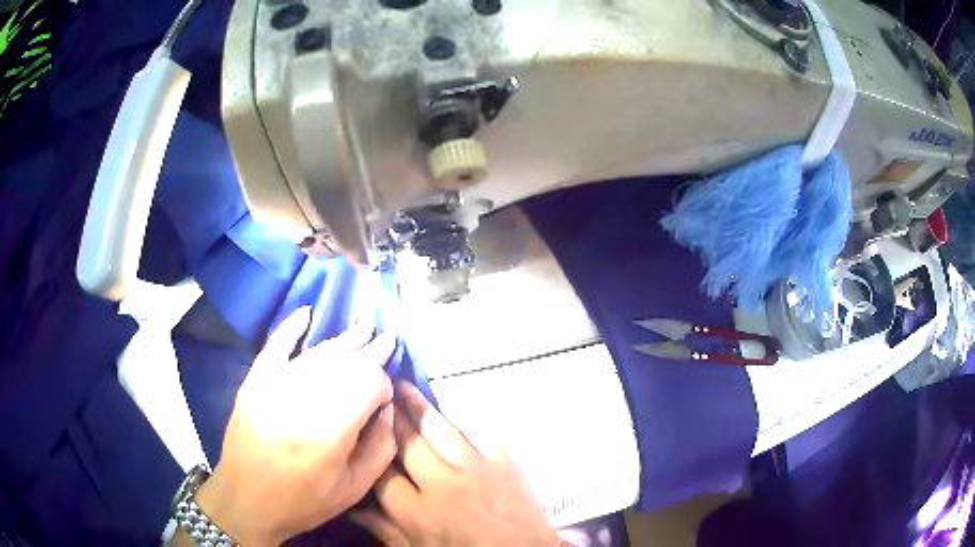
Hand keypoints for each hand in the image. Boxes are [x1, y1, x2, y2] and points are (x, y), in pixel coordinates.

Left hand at [195, 308, 397, 545]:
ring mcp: (274, 385)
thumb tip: (388, 407)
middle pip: (345, 362)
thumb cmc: (305, 501)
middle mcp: (302, 399)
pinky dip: (291, 328)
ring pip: (317, 353)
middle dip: (371, 351)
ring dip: (344, 340)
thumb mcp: (355, 487)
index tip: (385, 399)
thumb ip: (381, 447)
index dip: (383, 385)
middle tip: (388, 340)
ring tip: (364, 327)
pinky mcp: (254, 381)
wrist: (246, 500)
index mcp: (331, 430)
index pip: (369, 383)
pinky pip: (275, 346)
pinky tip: (307, 312)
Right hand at [354, 381, 559, 546]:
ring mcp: (476, 468)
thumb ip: (385, 529)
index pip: (382, 473)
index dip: (368, 452)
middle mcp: (443, 484)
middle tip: (376, 391)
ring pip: (439, 429)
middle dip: (389, 416)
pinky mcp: (504, 460)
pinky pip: (478, 430)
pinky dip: (460, 416)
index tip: (359, 432)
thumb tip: (353, 507)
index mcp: (417, 512)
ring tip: (402, 385)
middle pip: (408, 442)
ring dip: (418, 405)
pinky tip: (447, 404)